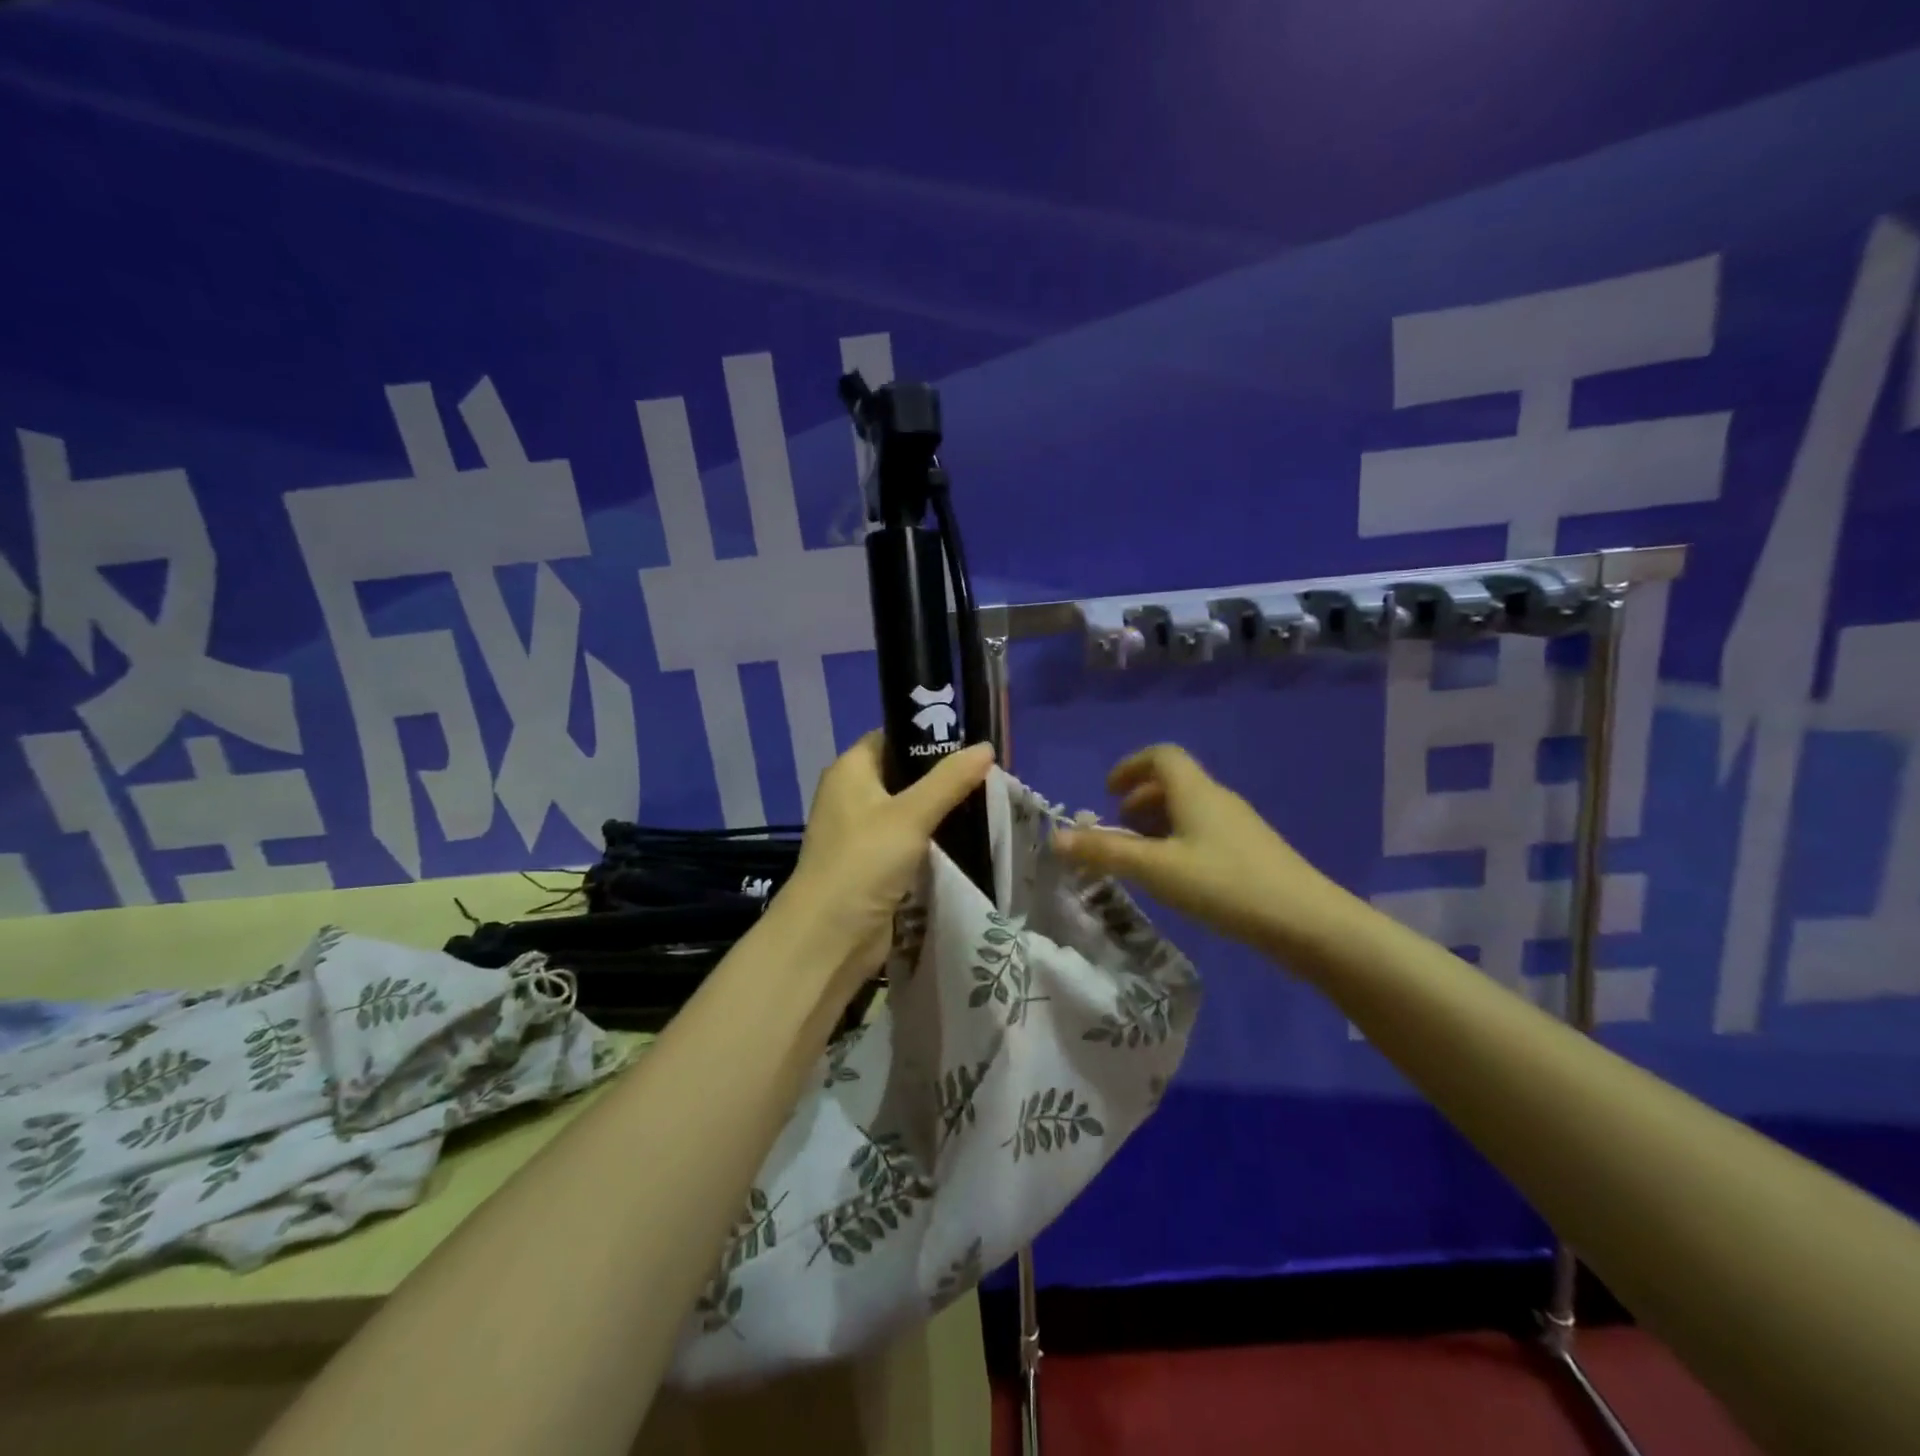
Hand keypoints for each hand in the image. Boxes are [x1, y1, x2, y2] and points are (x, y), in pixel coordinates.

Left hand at [781, 732, 995, 984]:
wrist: (829, 937)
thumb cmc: (864, 861)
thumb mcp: (911, 815)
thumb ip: (950, 780)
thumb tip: (986, 747)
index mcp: (850, 770)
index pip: (892, 738)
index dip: (928, 737)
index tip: (970, 743)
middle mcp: (851, 795)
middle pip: (903, 775)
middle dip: (942, 776)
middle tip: (987, 776)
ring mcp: (861, 832)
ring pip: (908, 810)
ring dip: (940, 810)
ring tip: (985, 804)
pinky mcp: (872, 864)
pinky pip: (907, 841)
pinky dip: (931, 840)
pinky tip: (964, 840)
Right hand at [1049, 744, 1338, 960]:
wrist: (1307, 922)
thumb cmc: (1224, 884)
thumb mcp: (1156, 869)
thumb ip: (1105, 852)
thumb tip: (1055, 838)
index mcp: (1195, 791)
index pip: (1161, 755)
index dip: (1130, 767)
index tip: (1107, 792)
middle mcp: (1217, 799)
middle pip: (1173, 782)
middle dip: (1139, 800)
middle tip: (1117, 829)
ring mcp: (1239, 826)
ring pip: (1189, 810)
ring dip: (1158, 824)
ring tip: (1140, 857)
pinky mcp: (1251, 853)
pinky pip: (1204, 832)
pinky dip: (1179, 842)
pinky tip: (1175, 877)